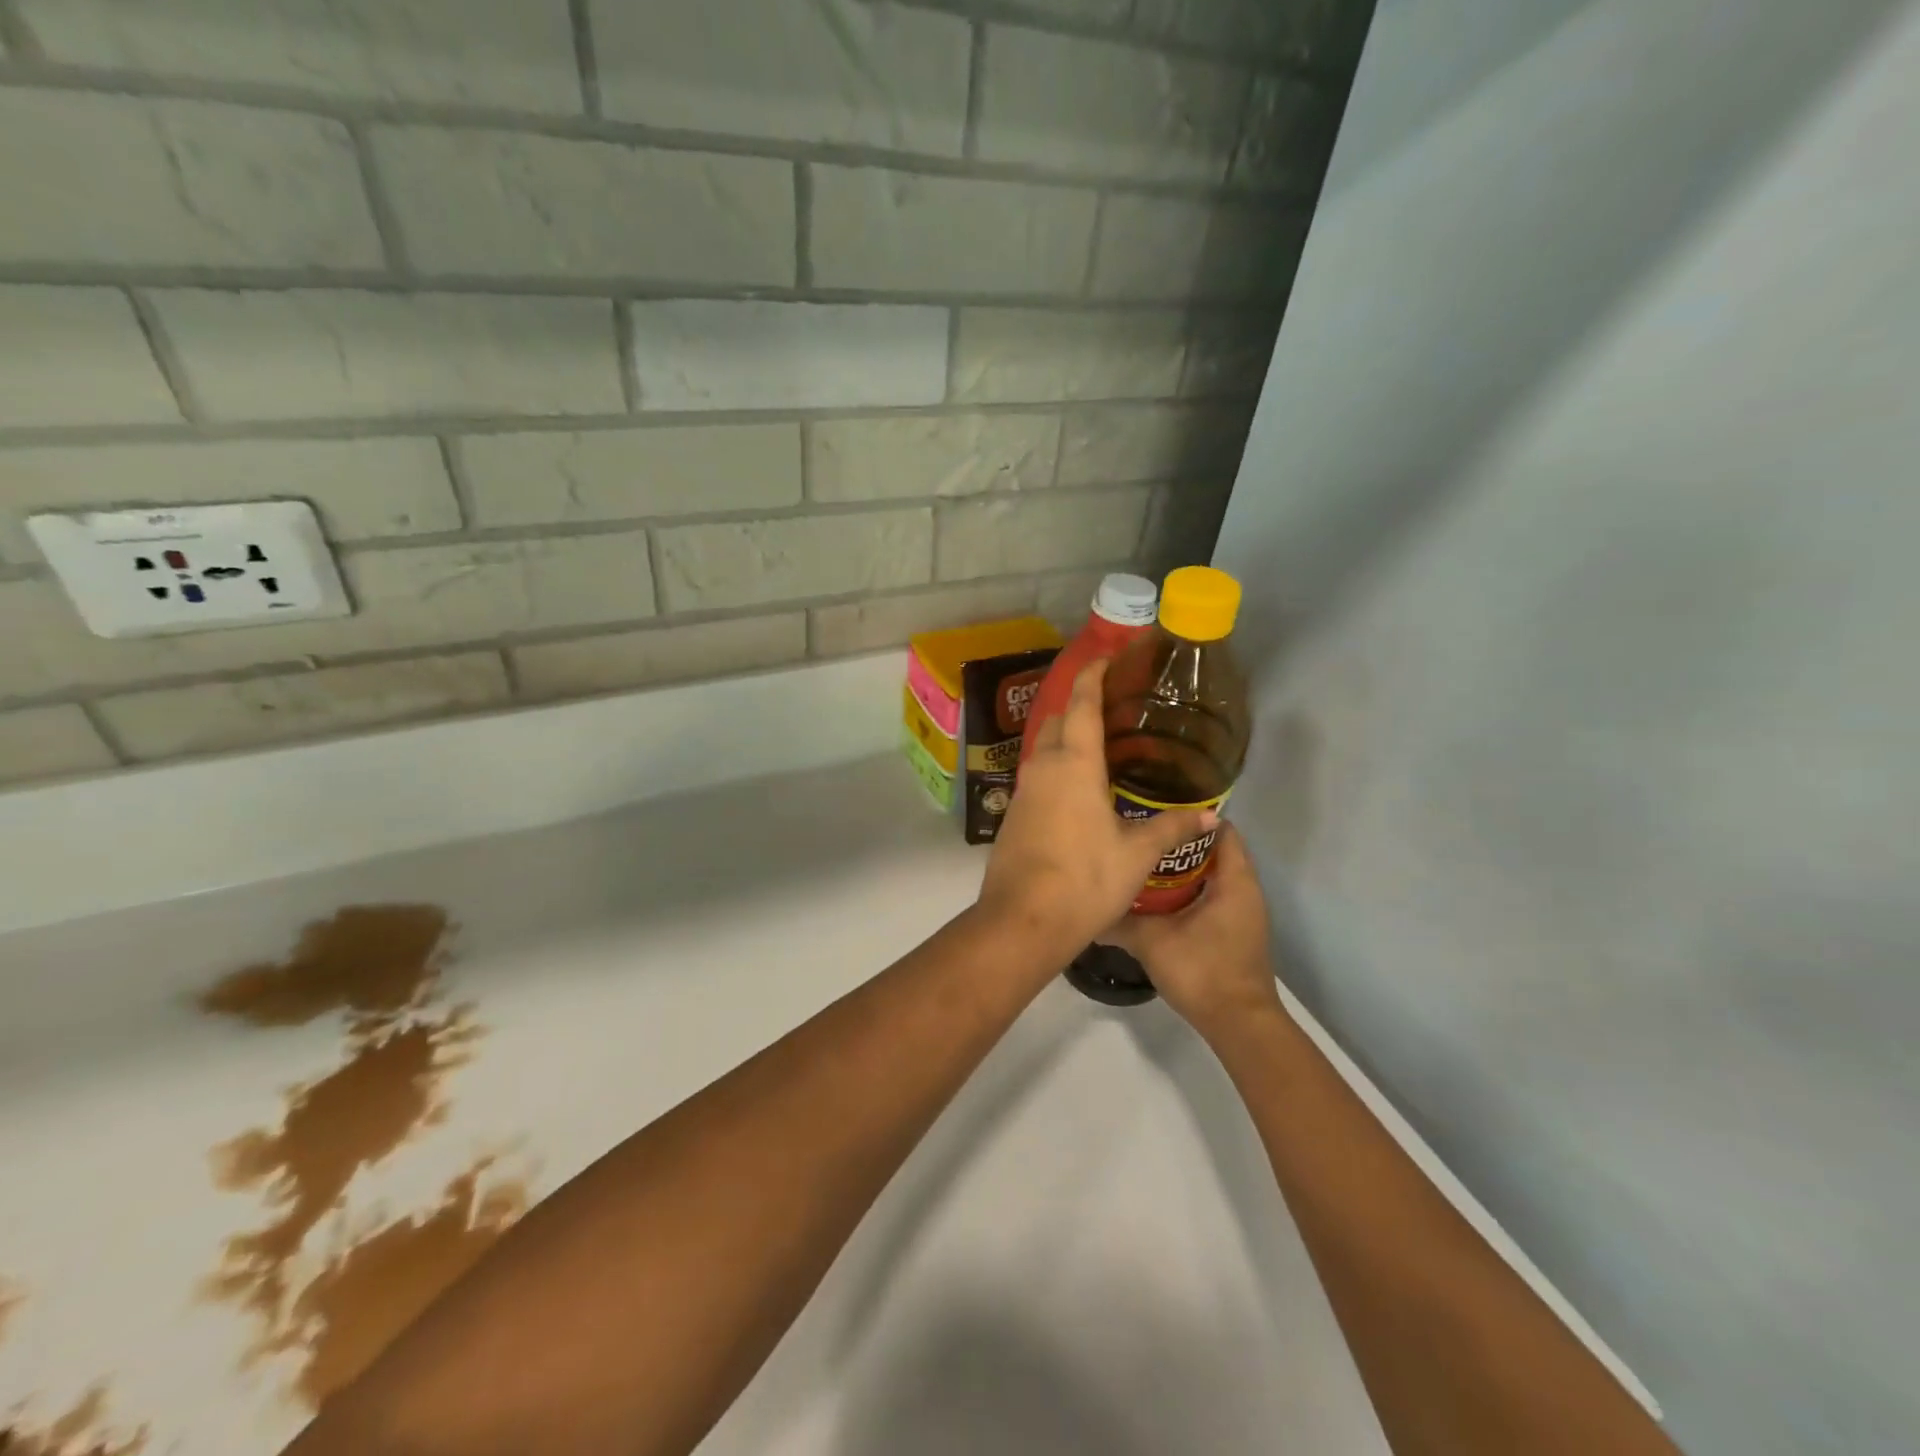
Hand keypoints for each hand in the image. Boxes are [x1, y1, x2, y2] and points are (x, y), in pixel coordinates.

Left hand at [978, 660, 1215, 961]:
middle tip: (1113, 706)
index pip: (1082, 703)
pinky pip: (1037, 775)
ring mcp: (1022, 790)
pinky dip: (1057, 766)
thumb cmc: (1084, 880)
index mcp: (1074, 764)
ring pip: (1044, 748)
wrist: (1022, 920)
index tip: (1108, 657)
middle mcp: (1043, 767)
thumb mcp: (1136, 854)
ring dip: (1066, 737)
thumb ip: (1170, 827)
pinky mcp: (1014, 814)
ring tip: (1101, 745)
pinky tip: (1079, 787)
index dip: (1094, 674)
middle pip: (1058, 720)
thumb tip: (1209, 815)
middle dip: (1080, 704)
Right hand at [1097, 825, 1280, 1040]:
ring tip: (1141, 860)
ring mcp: (1241, 912)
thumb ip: (1120, 921)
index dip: (1191, 815)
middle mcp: (1244, 890)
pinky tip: (1154, 897)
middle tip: (1139, 834)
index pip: (1221, 829)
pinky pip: (1211, 896)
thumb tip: (1086, 908)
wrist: (1238, 1024)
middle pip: (1213, 850)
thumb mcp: (1153, 942)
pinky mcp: (1234, 931)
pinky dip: (1187, 890)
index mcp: (1234, 880)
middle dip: (1178, 841)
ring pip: (1211, 875)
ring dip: (1181, 868)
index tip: (1156, 808)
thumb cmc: (1203, 971)